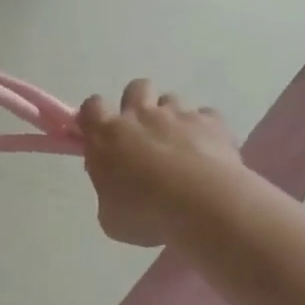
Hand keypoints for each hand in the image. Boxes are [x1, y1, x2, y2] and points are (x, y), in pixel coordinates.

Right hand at [76, 81, 248, 246]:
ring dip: (172, 118)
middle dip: (138, 104)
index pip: (91, 106)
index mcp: (106, 136)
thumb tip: (115, 188)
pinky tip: (208, 152)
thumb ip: (108, 193)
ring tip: (179, 146)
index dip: (95, 116)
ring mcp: (178, 116)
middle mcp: (140, 117)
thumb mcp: (110, 216)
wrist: (202, 207)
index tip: (100, 133)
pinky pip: (207, 117)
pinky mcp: (212, 123)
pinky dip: (206, 130)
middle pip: (136, 88)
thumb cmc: (145, 214)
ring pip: (171, 99)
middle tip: (143, 133)